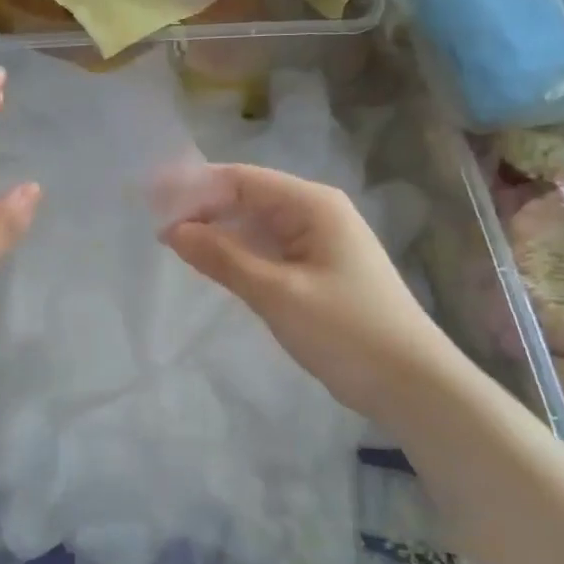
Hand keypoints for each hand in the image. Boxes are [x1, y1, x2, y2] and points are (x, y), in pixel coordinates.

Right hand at [160, 164, 446, 419]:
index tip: (150, 198)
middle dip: (201, 208)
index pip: (242, 179)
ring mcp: (317, 242)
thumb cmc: (347, 331)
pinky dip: (236, 253)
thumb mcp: (277, 293)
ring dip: (216, 231)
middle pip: (247, 198)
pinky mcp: (316, 270)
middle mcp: (315, 213)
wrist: (412, 384)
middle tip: (153, 225)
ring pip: (255, 225)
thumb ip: (223, 258)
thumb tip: (172, 230)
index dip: (194, 185)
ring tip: (170, 242)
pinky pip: (266, 249)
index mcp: (312, 205)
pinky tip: (209, 263)